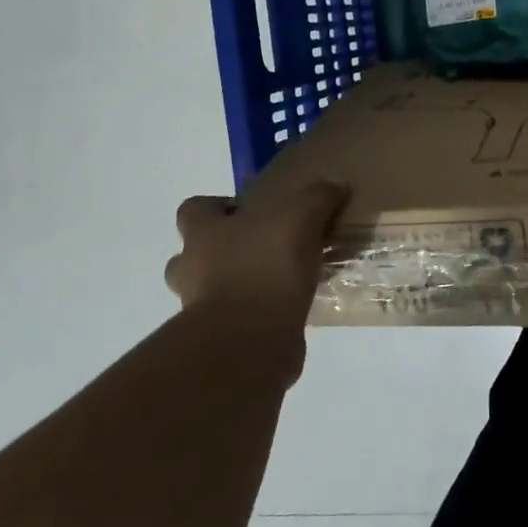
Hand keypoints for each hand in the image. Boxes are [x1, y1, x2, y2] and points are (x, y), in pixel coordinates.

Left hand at [165, 176, 349, 356]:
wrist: (249, 341)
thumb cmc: (265, 267)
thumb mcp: (301, 217)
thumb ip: (317, 197)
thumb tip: (335, 185)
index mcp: (202, 234)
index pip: (192, 210)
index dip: (215, 207)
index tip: (247, 211)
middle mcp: (192, 270)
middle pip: (193, 255)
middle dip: (221, 252)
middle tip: (263, 247)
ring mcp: (200, 310)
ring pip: (213, 290)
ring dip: (240, 285)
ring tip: (281, 279)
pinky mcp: (221, 342)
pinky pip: (237, 321)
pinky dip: (258, 314)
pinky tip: (291, 307)